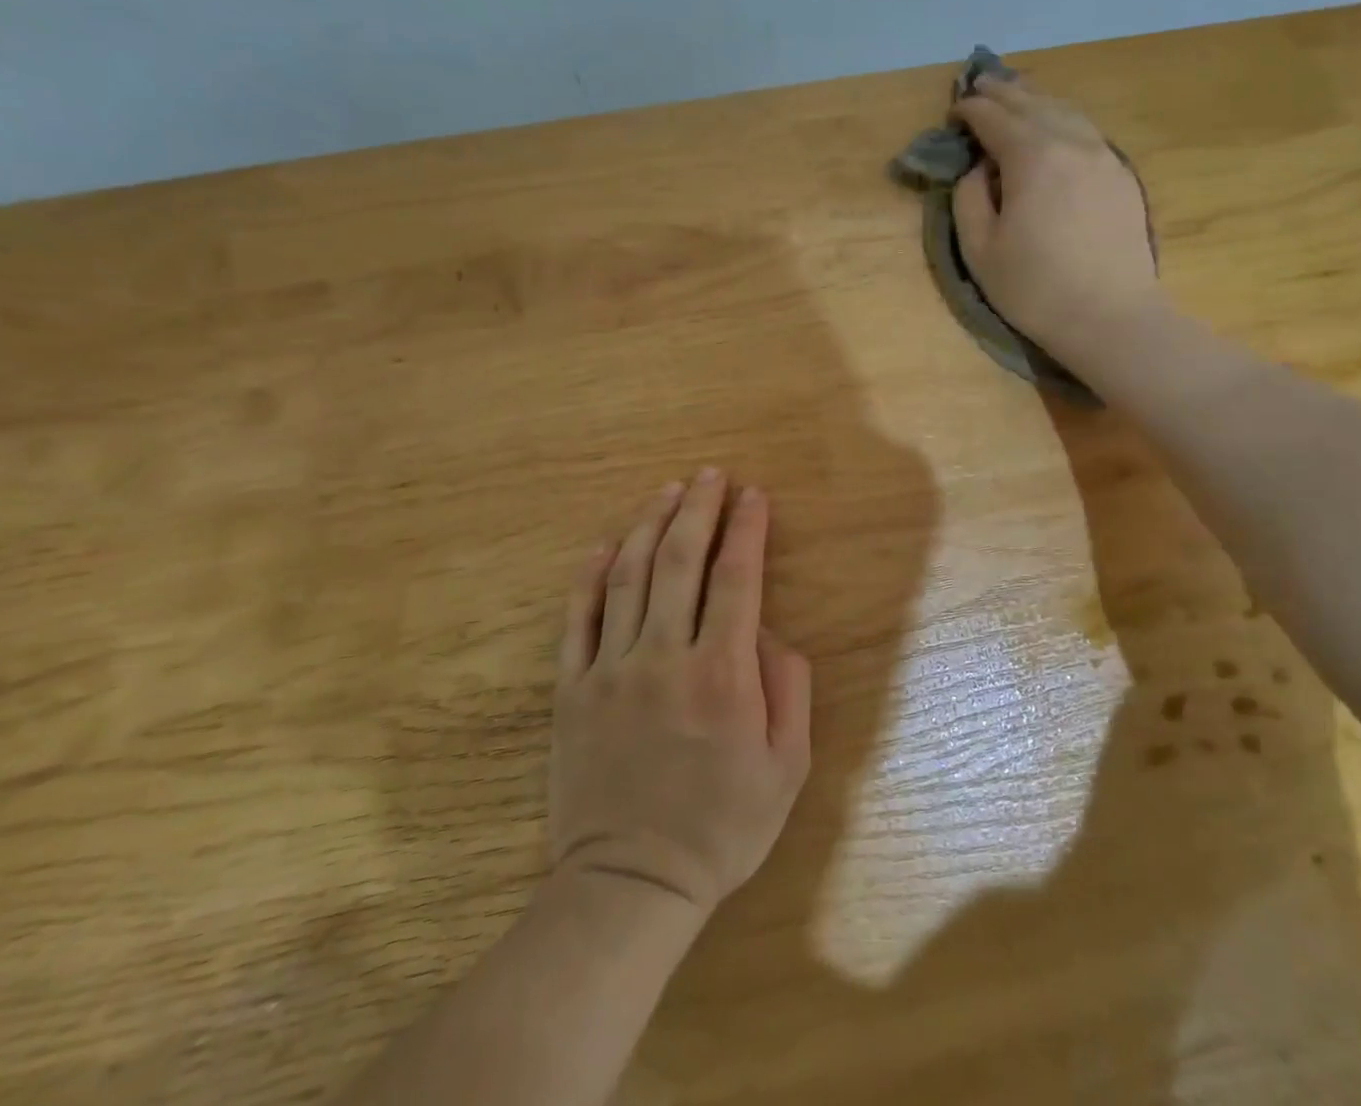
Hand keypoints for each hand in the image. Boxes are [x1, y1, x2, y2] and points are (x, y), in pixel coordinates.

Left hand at [550, 470, 811, 916]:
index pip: (737, 578)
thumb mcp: (787, 766)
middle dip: (699, 509)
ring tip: (668, 491)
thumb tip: (767, 632)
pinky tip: (605, 544)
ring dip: (650, 525)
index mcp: (722, 674)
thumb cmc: (722, 827)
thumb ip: (788, 687)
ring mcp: (611, 670)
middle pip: (680, 561)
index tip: (754, 494)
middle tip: (711, 475)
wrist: (631, 886)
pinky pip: (578, 619)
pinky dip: (590, 575)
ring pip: (628, 577)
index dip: (746, 528)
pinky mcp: (572, 689)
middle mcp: (665, 657)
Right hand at [951, 75, 1159, 361]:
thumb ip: (969, 198)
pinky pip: (1087, 131)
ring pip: (1065, 111)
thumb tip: (978, 168)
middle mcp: (1072, 142)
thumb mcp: (980, 250)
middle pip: (1032, 103)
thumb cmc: (1035, 289)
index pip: (995, 118)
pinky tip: (1055, 126)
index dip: (971, 109)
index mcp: (1032, 157)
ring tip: (1016, 96)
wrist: (1110, 317)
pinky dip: (1063, 119)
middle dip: (1002, 92)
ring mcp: (1104, 155)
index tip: (954, 111)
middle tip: (980, 85)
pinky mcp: (1122, 175)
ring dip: (1035, 100)